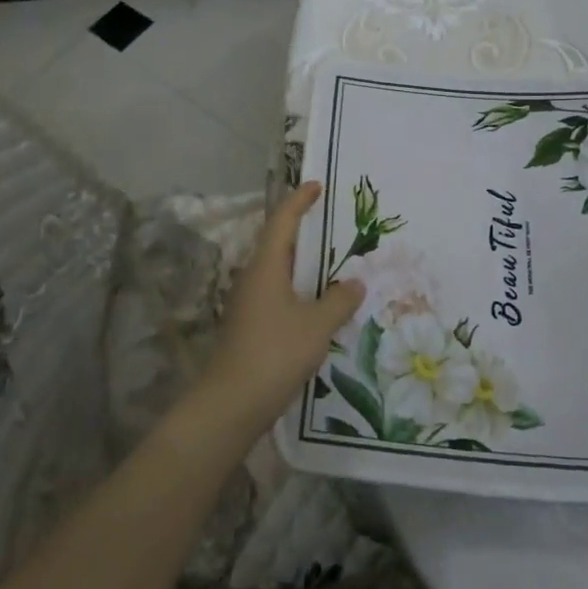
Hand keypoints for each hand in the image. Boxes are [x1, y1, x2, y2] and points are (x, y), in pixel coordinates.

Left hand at [199, 182, 364, 431]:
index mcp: (266, 266)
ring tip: (330, 262)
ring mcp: (247, 302)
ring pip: (276, 270)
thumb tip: (355, 283)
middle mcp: (252, 277)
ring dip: (300, 262)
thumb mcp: (317, 325)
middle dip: (301, 230)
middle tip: (330, 223)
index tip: (316, 186)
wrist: (232, 402)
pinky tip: (315, 303)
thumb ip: (339, 300)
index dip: (299, 201)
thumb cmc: (275, 352)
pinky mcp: (248, 324)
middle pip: (277, 243)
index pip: (282, 221)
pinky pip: (276, 293)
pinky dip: (296, 288)